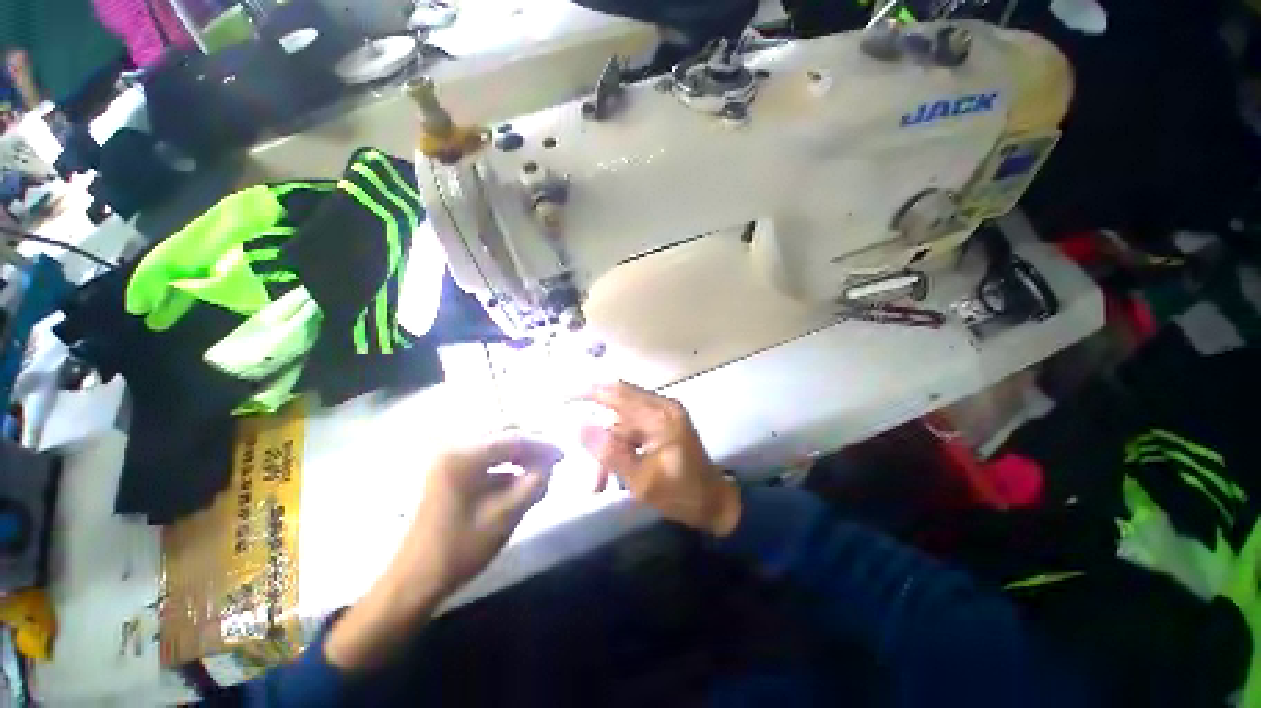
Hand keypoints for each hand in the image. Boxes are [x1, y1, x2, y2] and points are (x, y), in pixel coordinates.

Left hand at [326, 436, 561, 671]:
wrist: (414, 581)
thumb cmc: (459, 549)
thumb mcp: (504, 517)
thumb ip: (533, 484)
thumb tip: (550, 464)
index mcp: (463, 457)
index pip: (513, 439)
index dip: (542, 446)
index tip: (563, 456)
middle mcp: (454, 450)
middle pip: (503, 439)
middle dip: (531, 450)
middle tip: (553, 464)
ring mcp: (449, 462)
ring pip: (496, 450)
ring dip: (519, 459)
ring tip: (539, 475)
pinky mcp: (449, 474)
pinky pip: (485, 462)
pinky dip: (505, 470)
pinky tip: (518, 485)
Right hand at [580, 382, 740, 536]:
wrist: (713, 503)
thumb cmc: (681, 494)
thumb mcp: (641, 479)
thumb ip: (609, 452)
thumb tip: (579, 426)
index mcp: (660, 415)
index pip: (617, 393)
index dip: (589, 391)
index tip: (563, 394)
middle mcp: (662, 407)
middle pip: (617, 407)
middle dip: (597, 431)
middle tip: (576, 444)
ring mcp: (664, 415)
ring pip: (623, 424)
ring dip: (609, 449)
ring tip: (598, 484)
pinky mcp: (663, 426)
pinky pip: (633, 431)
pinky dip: (621, 449)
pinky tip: (614, 474)